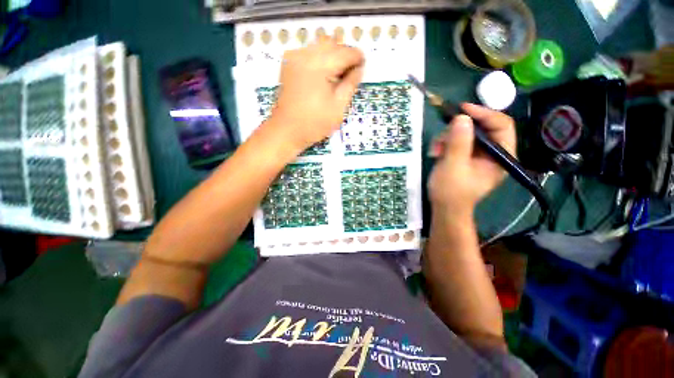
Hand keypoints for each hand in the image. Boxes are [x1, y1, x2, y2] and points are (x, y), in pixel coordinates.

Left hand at [269, 36, 364, 152]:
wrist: (287, 130)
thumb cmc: (314, 123)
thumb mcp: (338, 107)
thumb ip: (351, 84)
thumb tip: (359, 69)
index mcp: (319, 65)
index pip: (345, 52)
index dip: (357, 58)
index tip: (362, 68)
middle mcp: (305, 55)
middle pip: (332, 43)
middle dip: (344, 55)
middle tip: (349, 74)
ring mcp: (294, 58)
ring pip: (320, 46)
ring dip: (332, 56)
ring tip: (336, 77)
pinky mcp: (289, 64)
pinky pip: (309, 52)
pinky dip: (320, 59)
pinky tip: (322, 76)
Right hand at [428, 103, 515, 217]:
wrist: (444, 208)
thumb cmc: (451, 192)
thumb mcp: (453, 167)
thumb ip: (458, 143)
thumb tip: (462, 117)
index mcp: (501, 156)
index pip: (501, 125)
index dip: (484, 114)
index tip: (462, 109)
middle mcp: (493, 152)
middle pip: (481, 127)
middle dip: (458, 130)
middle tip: (442, 136)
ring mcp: (478, 154)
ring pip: (465, 133)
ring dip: (447, 138)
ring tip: (435, 150)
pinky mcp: (465, 155)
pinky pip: (456, 140)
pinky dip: (444, 144)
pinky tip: (436, 153)